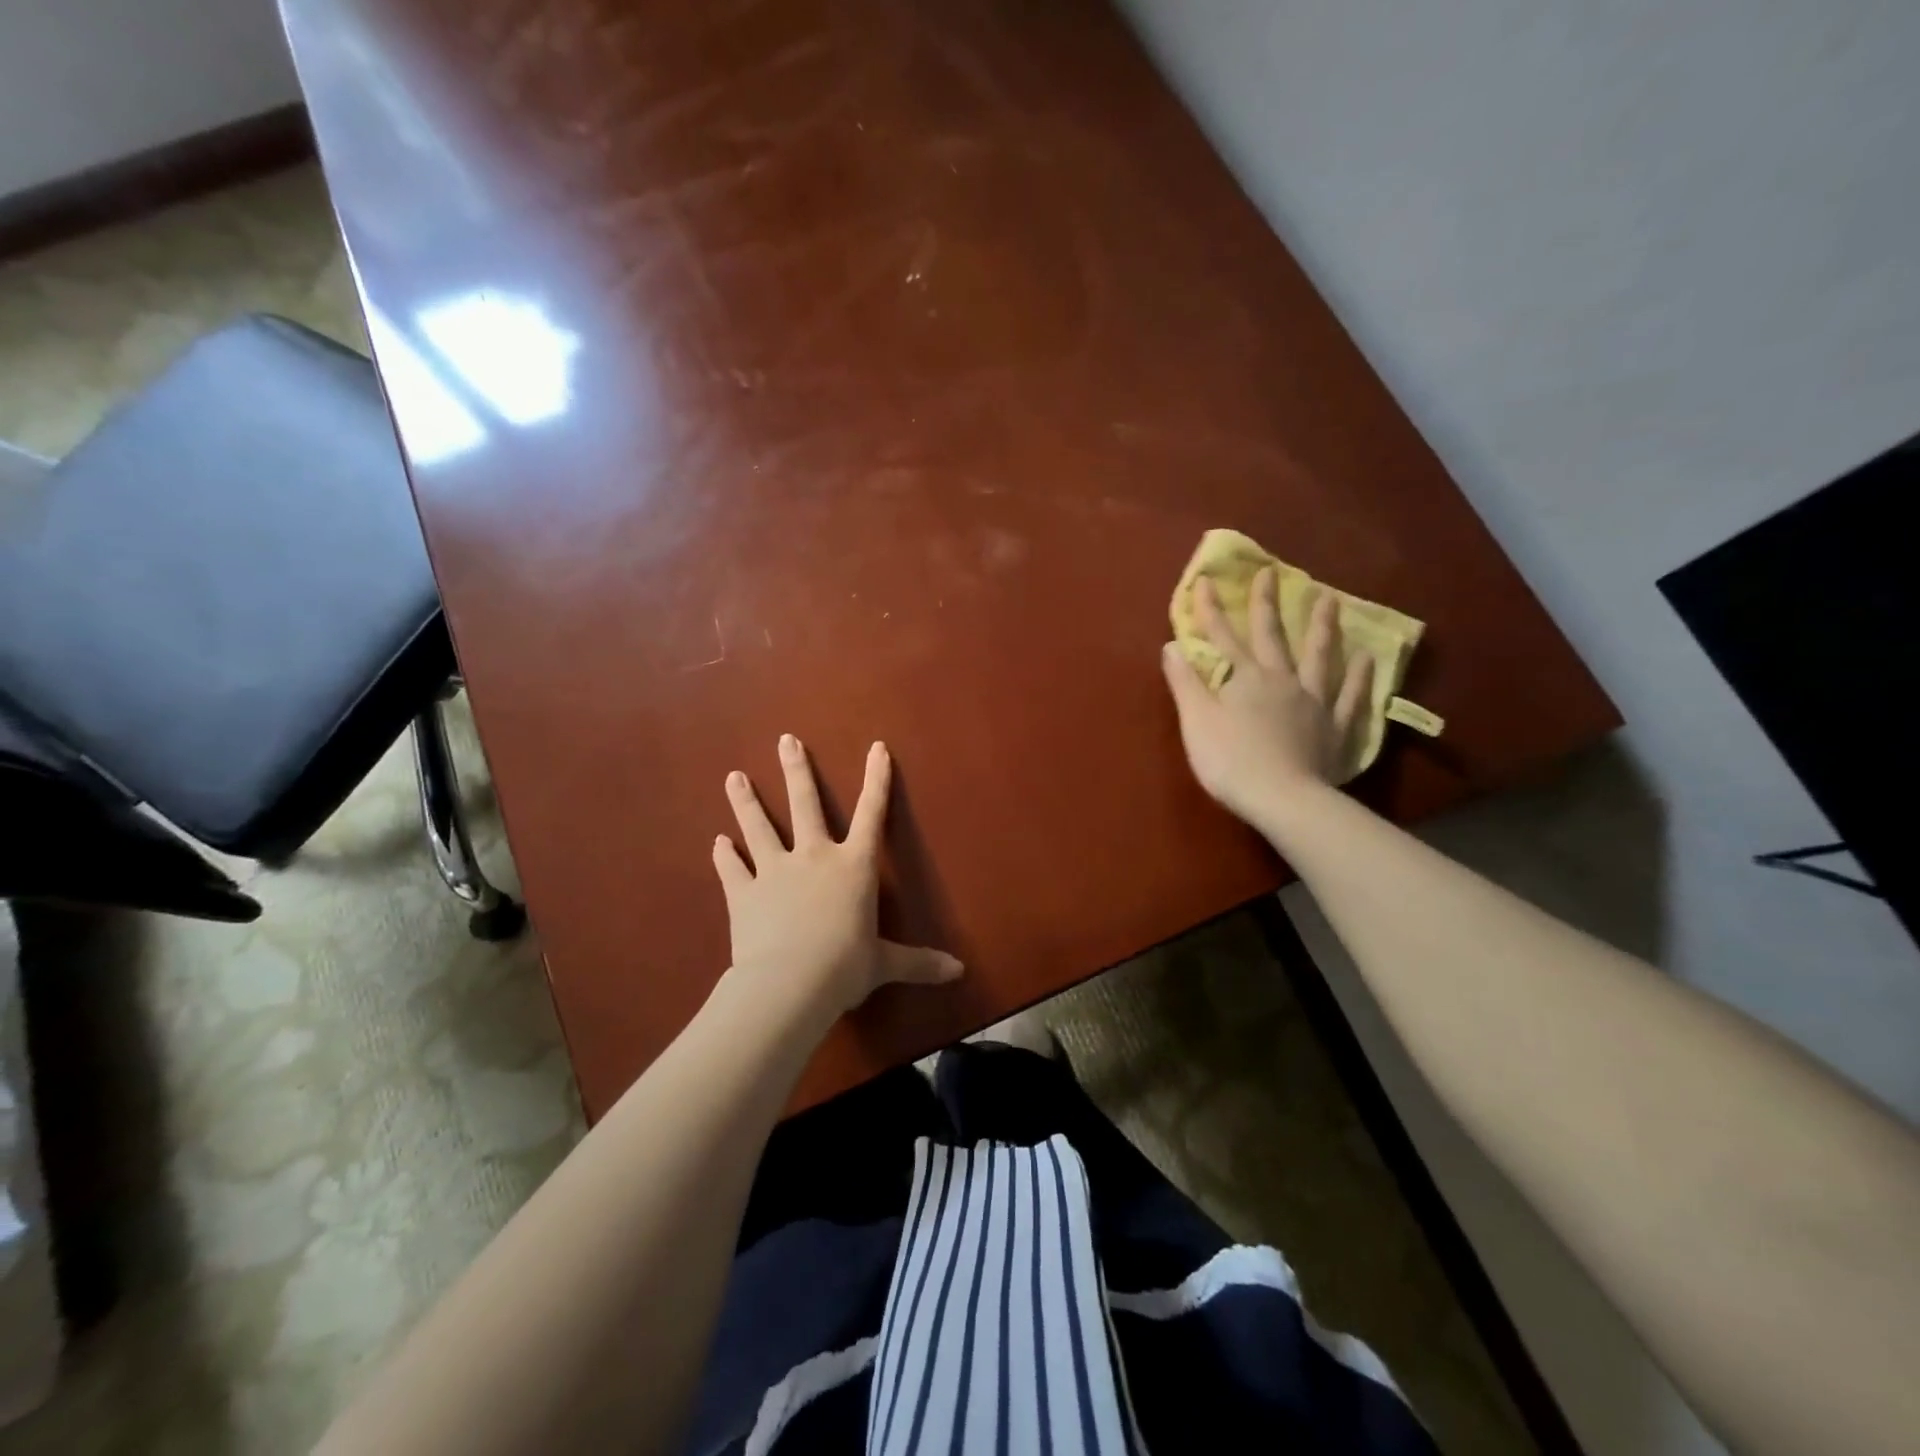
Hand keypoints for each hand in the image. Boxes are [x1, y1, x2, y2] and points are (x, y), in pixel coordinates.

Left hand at [713, 735, 962, 1021]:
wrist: (789, 984)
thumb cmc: (845, 968)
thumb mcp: (885, 964)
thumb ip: (918, 962)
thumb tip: (959, 972)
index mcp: (853, 867)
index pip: (872, 815)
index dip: (876, 780)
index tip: (876, 748)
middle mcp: (814, 857)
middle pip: (805, 804)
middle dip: (796, 770)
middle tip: (785, 740)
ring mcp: (775, 871)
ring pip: (758, 827)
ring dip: (746, 802)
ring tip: (733, 776)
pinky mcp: (744, 894)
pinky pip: (732, 870)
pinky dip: (724, 856)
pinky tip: (717, 843)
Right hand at [1161, 569, 1372, 824]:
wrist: (1282, 798)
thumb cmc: (1229, 760)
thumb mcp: (1196, 720)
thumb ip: (1185, 682)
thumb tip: (1172, 645)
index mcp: (1244, 679)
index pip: (1222, 637)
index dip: (1211, 610)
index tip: (1206, 580)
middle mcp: (1280, 680)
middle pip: (1272, 637)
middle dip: (1266, 604)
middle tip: (1270, 573)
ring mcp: (1313, 702)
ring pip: (1319, 657)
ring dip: (1321, 628)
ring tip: (1329, 600)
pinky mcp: (1336, 728)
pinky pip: (1350, 697)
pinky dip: (1359, 677)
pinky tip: (1367, 658)